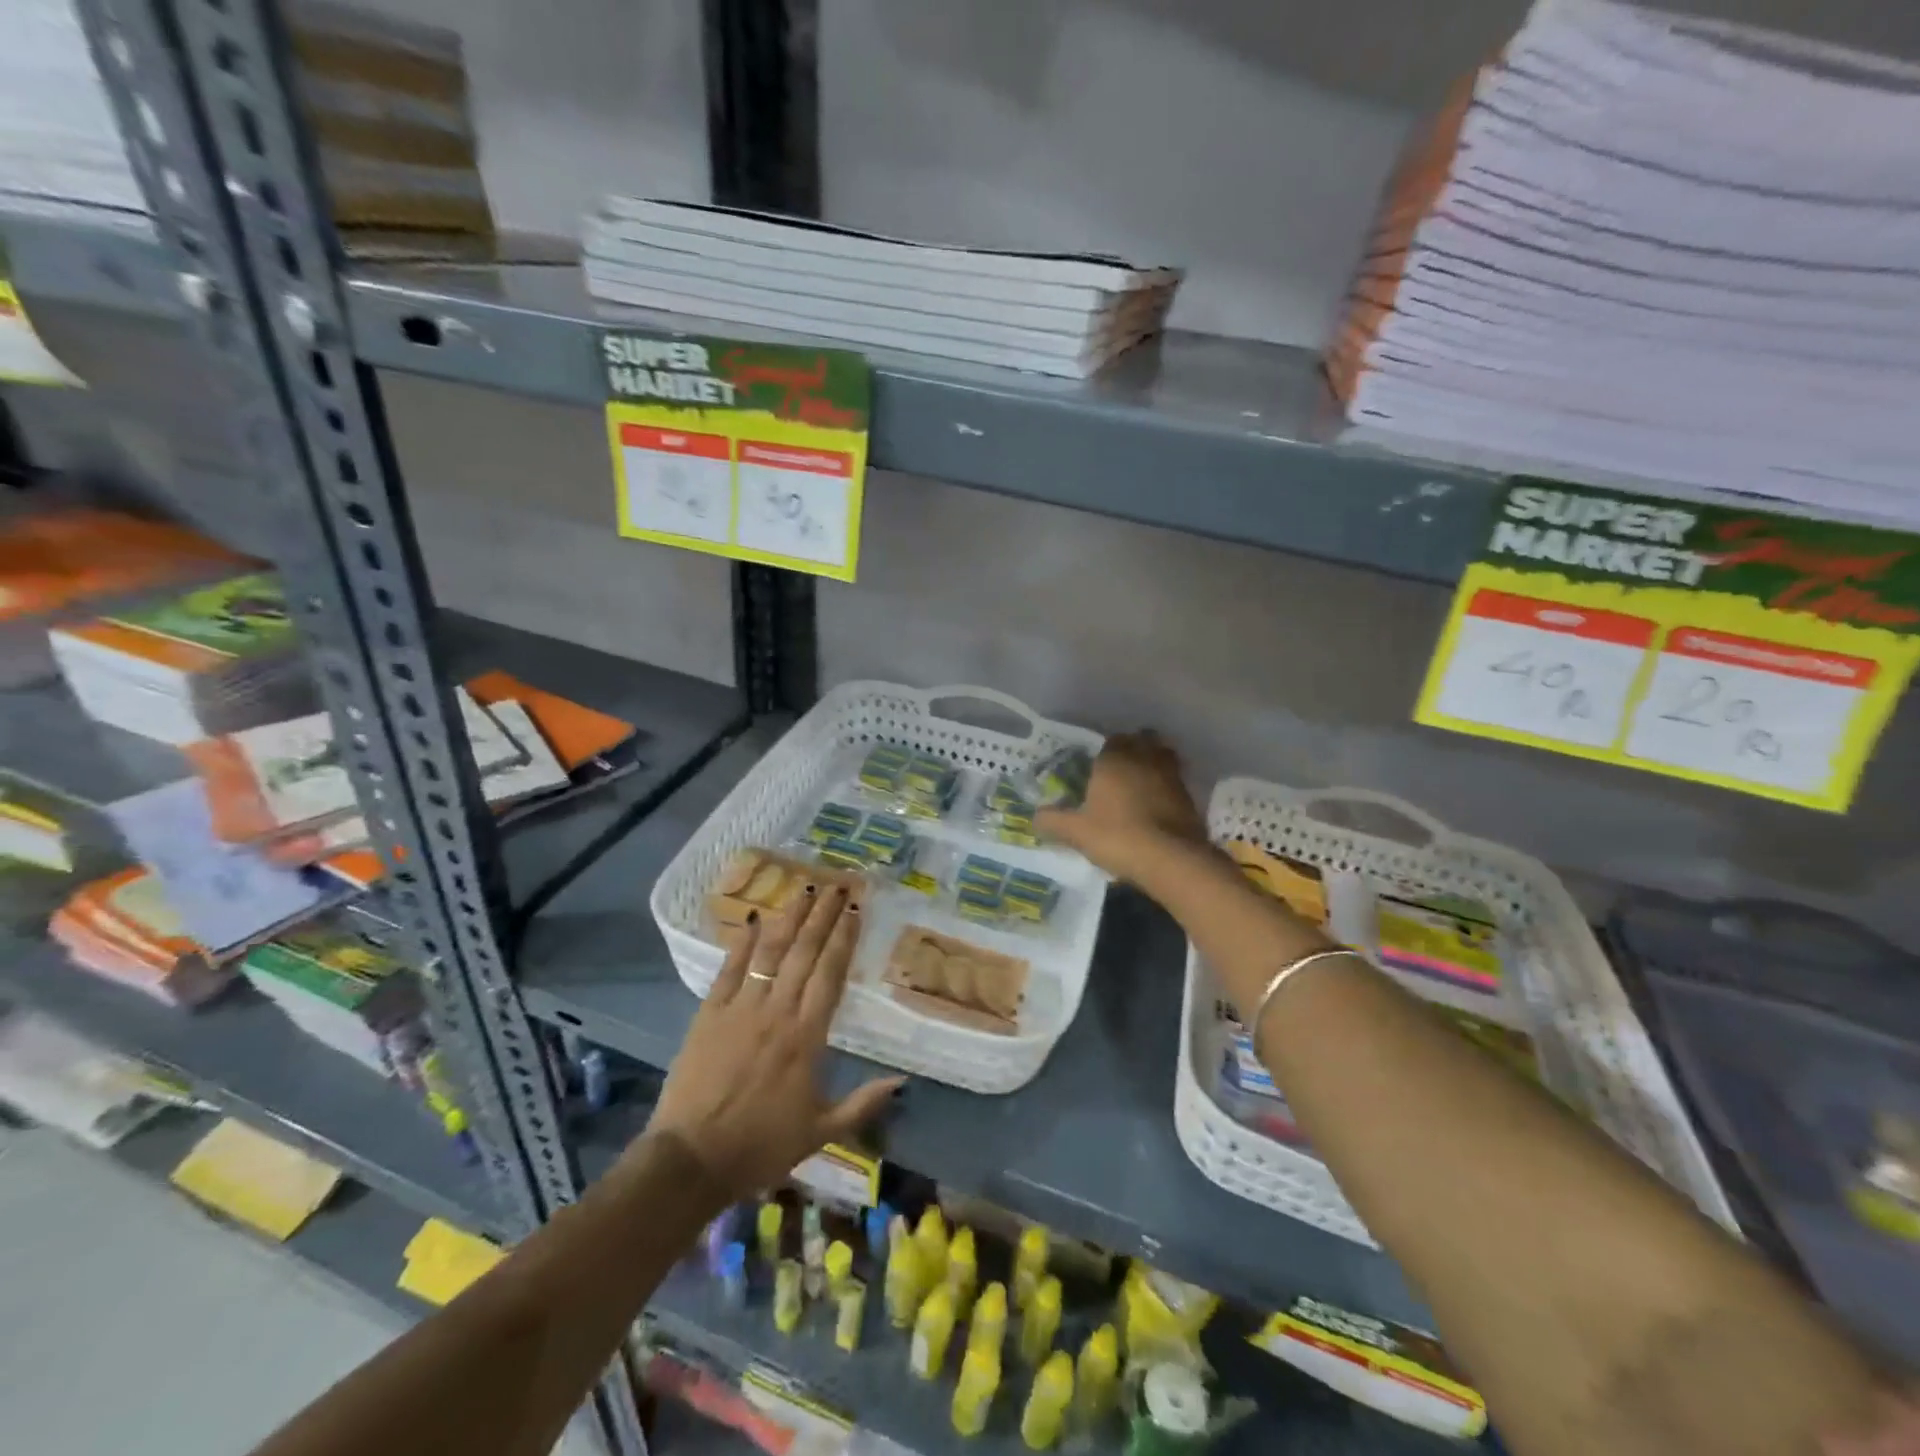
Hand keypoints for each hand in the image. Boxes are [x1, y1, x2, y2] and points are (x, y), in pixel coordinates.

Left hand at [643, 885, 902, 1199]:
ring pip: (770, 953)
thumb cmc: (760, 1147)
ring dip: (789, 918)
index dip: (843, 938)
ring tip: (804, 889)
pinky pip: (729, 970)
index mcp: (806, 1037)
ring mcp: (740, 1009)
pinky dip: (743, 943)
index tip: (854, 910)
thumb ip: (863, 1103)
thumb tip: (903, 1081)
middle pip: (804, 953)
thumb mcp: (821, 1132)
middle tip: (836, 885)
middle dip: (822, 916)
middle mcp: (777, 1012)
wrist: (691, 1161)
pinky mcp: (709, 1014)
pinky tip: (755, 919)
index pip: (830, 974)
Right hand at [1036, 730, 1208, 882]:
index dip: (1106, 751)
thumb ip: (1053, 821)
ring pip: (1163, 757)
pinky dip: (1167, 786)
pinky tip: (1158, 804)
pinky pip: (1175, 781)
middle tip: (1121, 769)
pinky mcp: (1190, 796)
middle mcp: (1144, 759)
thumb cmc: (1117, 836)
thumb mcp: (1076, 832)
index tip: (1099, 766)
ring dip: (1154, 764)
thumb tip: (1035, 816)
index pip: (1112, 740)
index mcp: (1115, 759)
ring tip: (1142, 782)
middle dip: (1134, 749)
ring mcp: (1171, 775)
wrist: (1171, 858)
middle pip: (1142, 741)